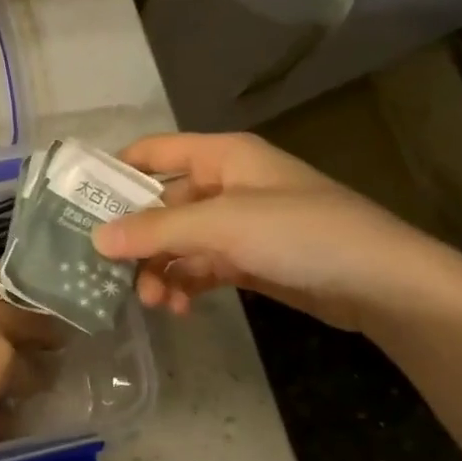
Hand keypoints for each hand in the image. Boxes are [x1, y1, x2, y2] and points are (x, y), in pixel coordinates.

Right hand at [91, 132, 461, 335]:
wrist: (383, 284)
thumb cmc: (302, 233)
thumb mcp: (223, 225)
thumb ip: (157, 230)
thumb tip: (96, 238)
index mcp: (222, 156)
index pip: (153, 153)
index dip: (115, 173)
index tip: (78, 205)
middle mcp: (227, 184)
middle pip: (162, 203)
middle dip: (138, 238)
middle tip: (112, 272)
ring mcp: (239, 224)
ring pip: (179, 241)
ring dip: (160, 269)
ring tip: (154, 302)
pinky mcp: (251, 260)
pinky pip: (202, 267)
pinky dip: (186, 284)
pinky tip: (179, 308)